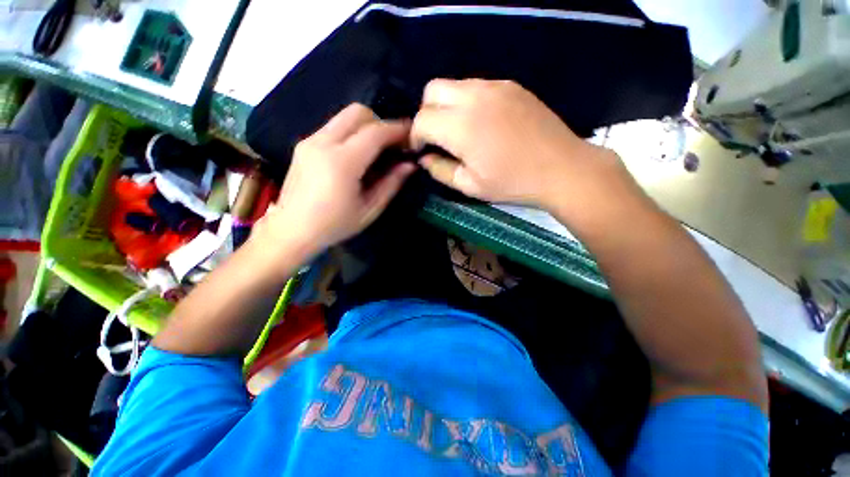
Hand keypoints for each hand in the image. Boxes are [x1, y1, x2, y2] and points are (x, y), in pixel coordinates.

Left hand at [254, 104, 415, 259]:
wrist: (291, 230)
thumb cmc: (334, 225)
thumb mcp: (369, 210)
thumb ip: (391, 184)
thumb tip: (410, 165)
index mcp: (341, 163)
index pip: (375, 132)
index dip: (397, 130)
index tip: (412, 135)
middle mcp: (322, 143)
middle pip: (358, 112)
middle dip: (381, 123)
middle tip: (392, 145)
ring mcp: (310, 141)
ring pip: (345, 117)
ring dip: (366, 127)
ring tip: (377, 151)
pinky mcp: (304, 144)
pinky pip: (334, 127)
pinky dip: (352, 133)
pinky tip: (358, 155)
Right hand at [411, 79, 622, 209]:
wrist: (561, 168)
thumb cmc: (512, 183)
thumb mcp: (470, 186)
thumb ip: (440, 170)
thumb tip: (424, 159)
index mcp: (460, 127)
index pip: (421, 120)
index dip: (415, 136)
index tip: (422, 150)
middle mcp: (473, 97)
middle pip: (432, 90)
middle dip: (426, 113)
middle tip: (437, 137)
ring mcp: (494, 86)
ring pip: (454, 84)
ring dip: (446, 105)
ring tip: (458, 130)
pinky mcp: (511, 85)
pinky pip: (477, 86)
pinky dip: (467, 101)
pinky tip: (481, 122)